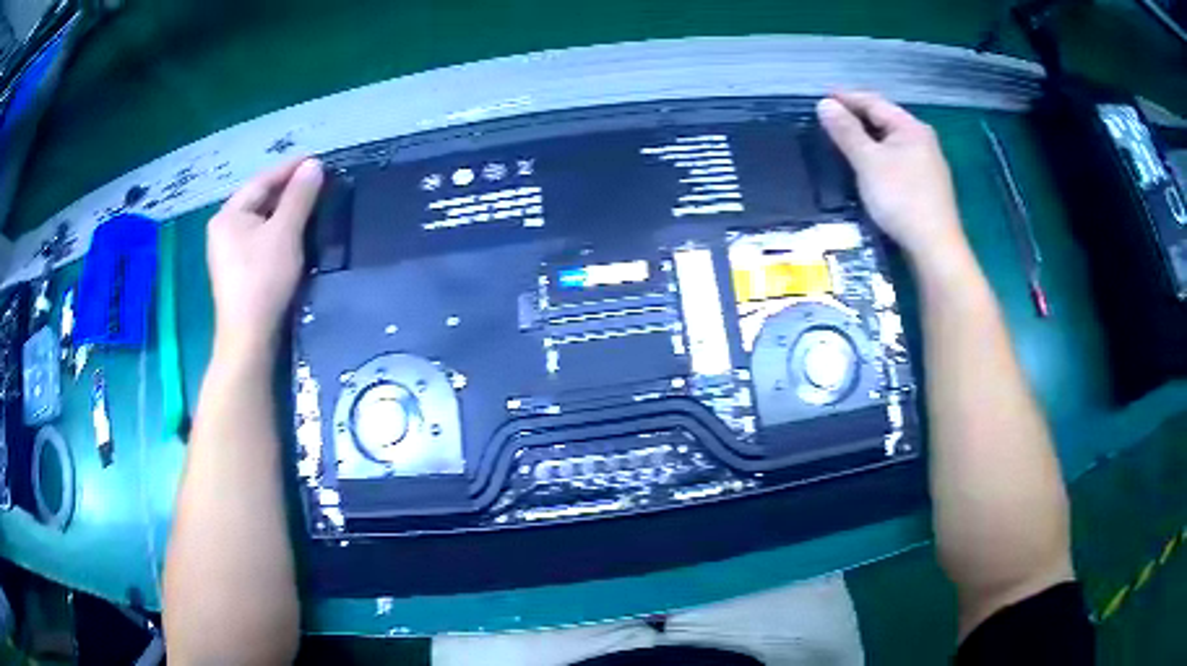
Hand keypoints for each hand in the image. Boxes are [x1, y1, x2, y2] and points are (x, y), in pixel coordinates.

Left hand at [207, 158, 323, 355]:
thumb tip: (314, 166)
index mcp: (228, 214)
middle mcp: (223, 229)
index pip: (261, 181)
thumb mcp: (285, 232)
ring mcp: (227, 252)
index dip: (289, 169)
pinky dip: (276, 230)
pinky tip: (293, 233)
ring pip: (259, 220)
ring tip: (309, 203)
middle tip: (316, 182)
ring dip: (283, 210)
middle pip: (258, 199)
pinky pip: (258, 239)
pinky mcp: (236, 272)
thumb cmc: (263, 279)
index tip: (317, 161)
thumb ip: (299, 197)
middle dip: (287, 189)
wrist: (249, 337)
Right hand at [817, 92, 966, 263]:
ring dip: (868, 136)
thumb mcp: (868, 161)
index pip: (874, 102)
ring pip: (892, 141)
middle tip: (830, 118)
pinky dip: (879, 155)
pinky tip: (870, 165)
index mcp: (910, 127)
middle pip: (884, 119)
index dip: (846, 97)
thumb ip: (846, 131)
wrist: (935, 247)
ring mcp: (928, 164)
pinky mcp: (927, 185)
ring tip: (845, 139)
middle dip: (857, 116)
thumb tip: (825, 104)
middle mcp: (923, 140)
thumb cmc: (901, 198)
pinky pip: (898, 159)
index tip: (821, 96)